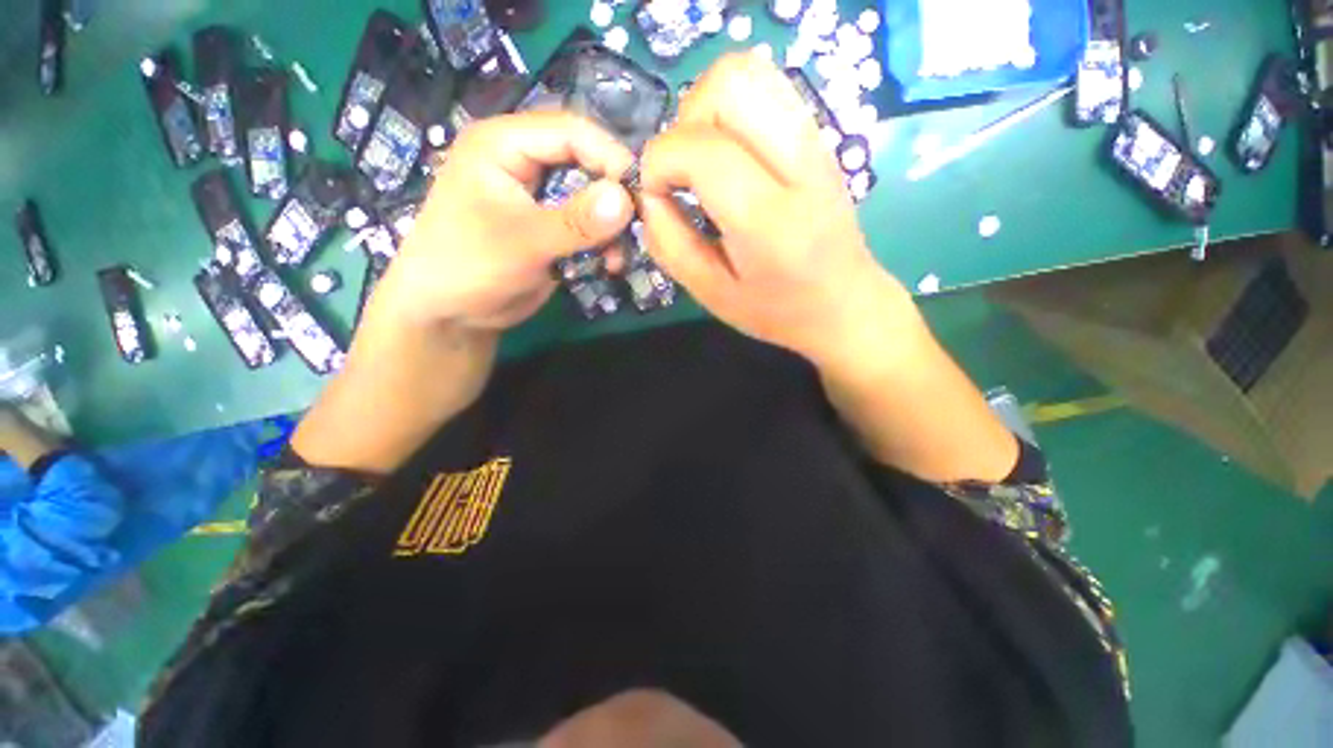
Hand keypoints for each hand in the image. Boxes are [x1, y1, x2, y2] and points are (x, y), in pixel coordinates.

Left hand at [368, 111, 636, 333]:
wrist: (453, 313)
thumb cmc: (471, 267)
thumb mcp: (524, 243)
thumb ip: (576, 222)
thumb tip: (628, 200)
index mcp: (504, 143)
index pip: (570, 131)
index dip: (610, 157)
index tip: (641, 196)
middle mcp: (523, 160)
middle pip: (586, 161)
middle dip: (614, 196)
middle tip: (637, 229)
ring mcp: (539, 195)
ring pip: (591, 196)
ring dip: (611, 227)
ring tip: (617, 259)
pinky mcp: (550, 226)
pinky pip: (587, 224)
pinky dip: (603, 243)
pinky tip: (608, 264)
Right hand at [638, 51, 900, 363]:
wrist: (844, 303)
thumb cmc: (777, 310)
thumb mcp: (712, 295)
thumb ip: (670, 246)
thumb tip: (648, 197)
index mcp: (769, 222)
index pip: (702, 150)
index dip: (659, 162)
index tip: (655, 194)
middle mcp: (798, 168)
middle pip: (730, 84)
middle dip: (685, 121)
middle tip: (682, 171)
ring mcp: (815, 143)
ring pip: (749, 73)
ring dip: (706, 108)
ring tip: (702, 160)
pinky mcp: (818, 137)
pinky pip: (766, 89)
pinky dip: (731, 110)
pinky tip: (728, 155)